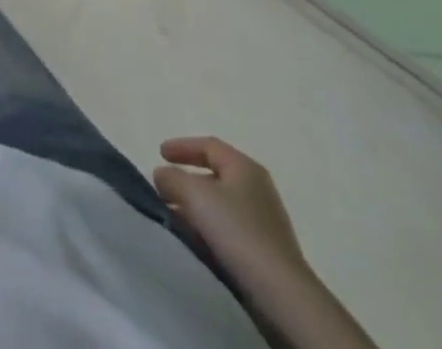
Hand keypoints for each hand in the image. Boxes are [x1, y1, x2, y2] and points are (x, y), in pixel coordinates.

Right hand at [153, 137, 308, 297]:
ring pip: (220, 205)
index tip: (159, 154)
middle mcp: (257, 189)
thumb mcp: (195, 195)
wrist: (282, 294)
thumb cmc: (238, 232)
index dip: (181, 146)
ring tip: (173, 218)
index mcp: (244, 167)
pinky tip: (195, 242)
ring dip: (195, 208)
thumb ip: (172, 178)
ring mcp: (264, 221)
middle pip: (214, 175)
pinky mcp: (265, 251)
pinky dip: (209, 229)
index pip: (208, 146)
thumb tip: (162, 175)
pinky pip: (229, 230)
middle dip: (186, 181)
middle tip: (164, 189)